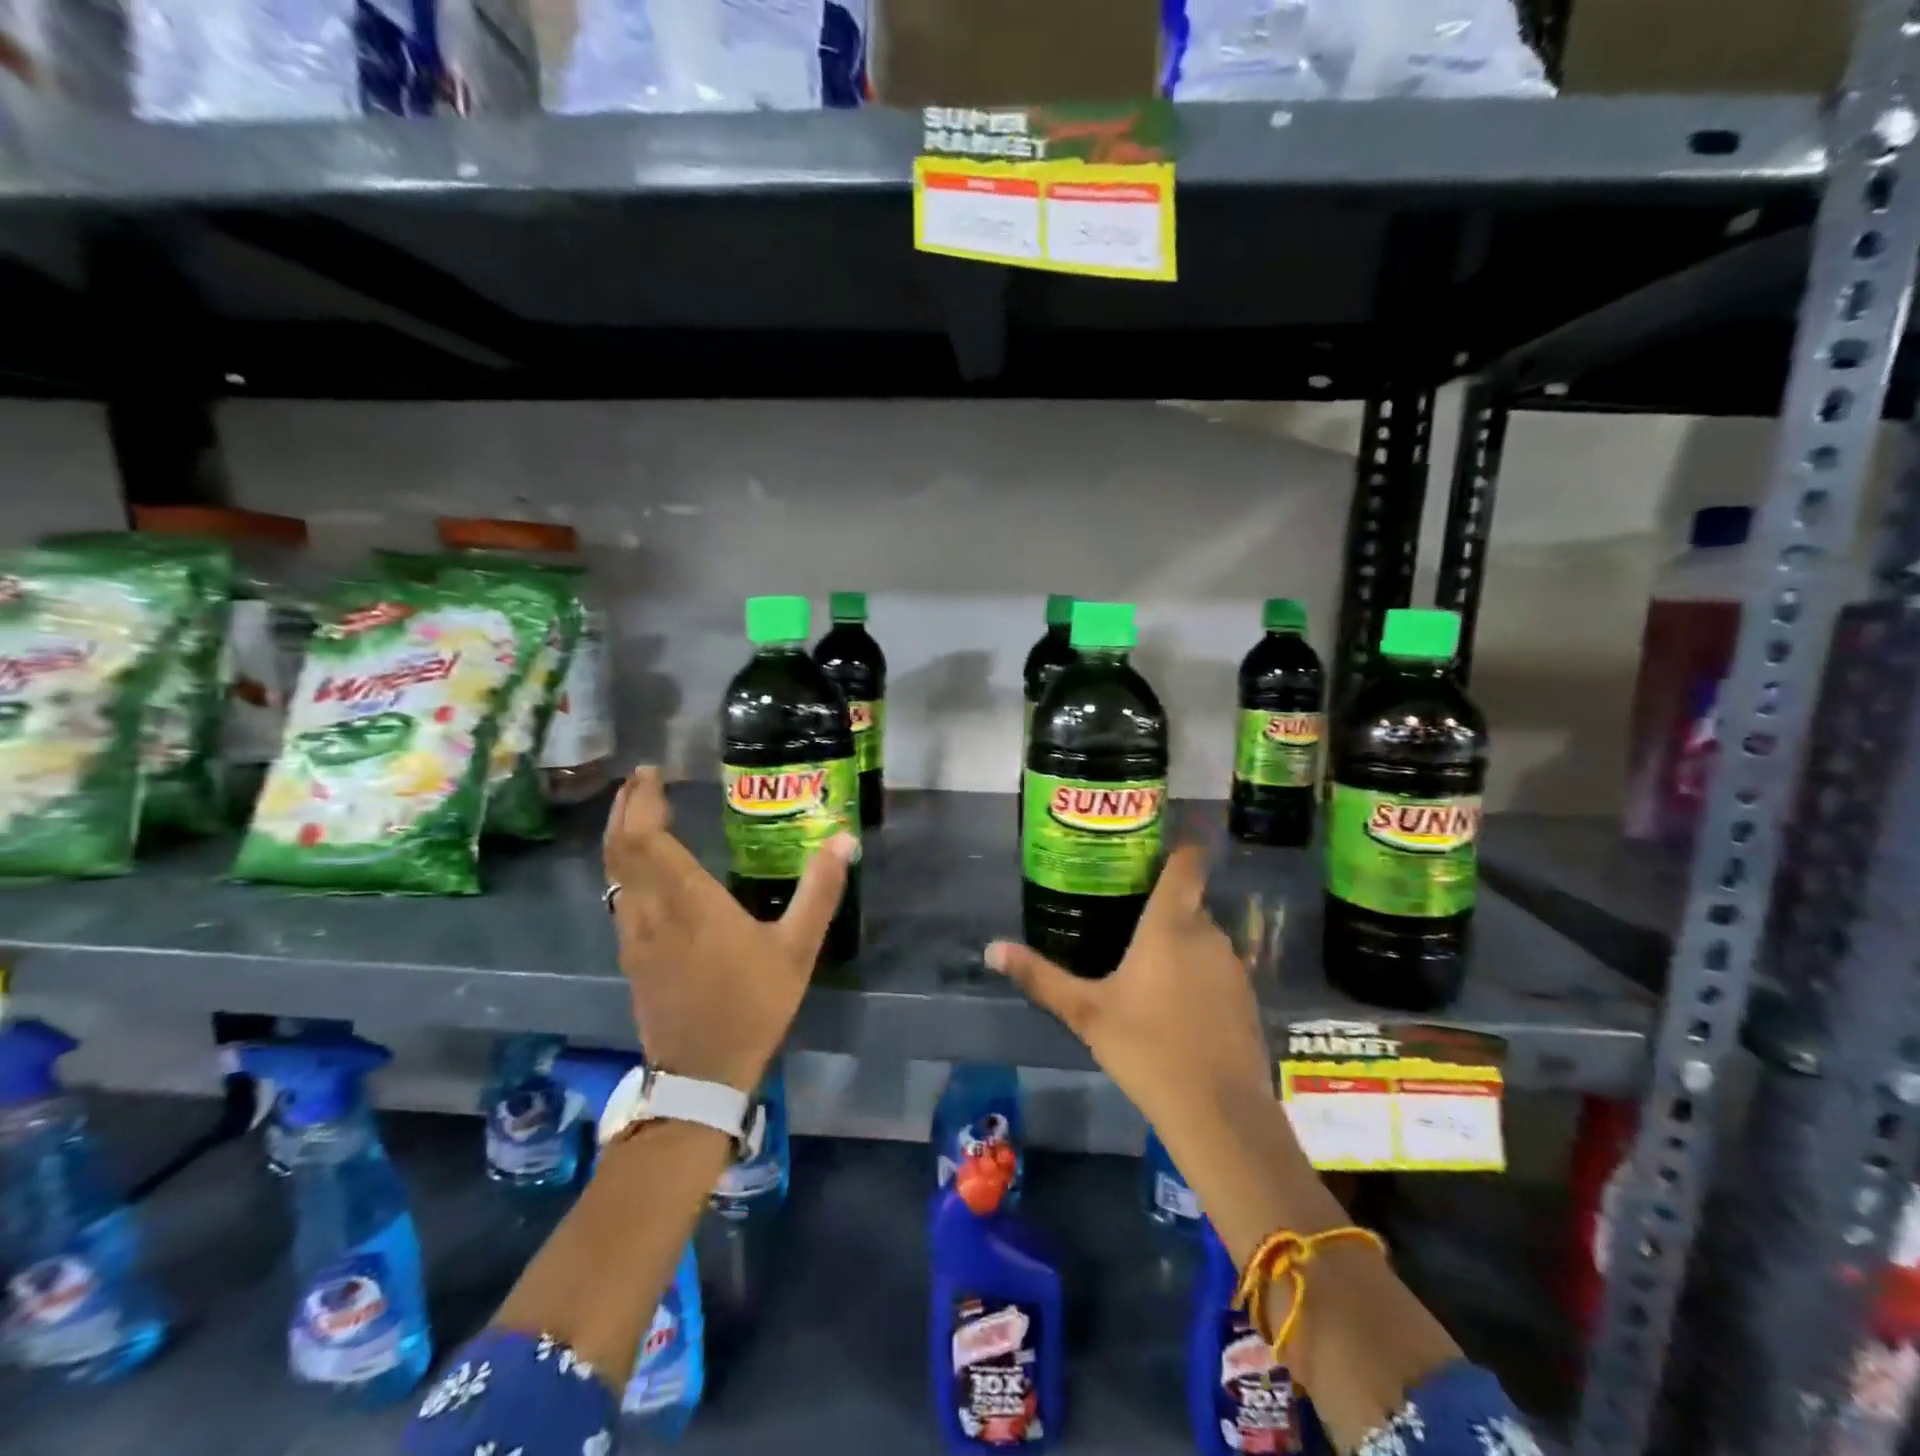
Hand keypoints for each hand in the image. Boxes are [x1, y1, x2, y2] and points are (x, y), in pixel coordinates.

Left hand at [603, 767, 855, 1091]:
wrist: (702, 1074)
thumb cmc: (752, 1005)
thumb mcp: (798, 947)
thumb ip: (820, 890)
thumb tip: (844, 838)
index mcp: (688, 902)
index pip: (645, 839)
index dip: (642, 801)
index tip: (652, 773)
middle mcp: (650, 912)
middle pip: (619, 849)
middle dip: (625, 809)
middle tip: (642, 781)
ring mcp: (633, 936)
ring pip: (612, 873)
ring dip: (620, 836)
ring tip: (640, 813)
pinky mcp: (631, 956)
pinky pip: (618, 896)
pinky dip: (624, 867)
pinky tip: (644, 868)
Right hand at [986, 845, 1272, 1136]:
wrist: (1219, 1112)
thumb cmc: (1146, 1048)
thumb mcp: (1085, 1012)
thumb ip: (1040, 976)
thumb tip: (992, 949)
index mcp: (1169, 925)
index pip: (1186, 864)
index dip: (1177, 850)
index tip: (1153, 851)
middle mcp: (1207, 934)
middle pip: (1190, 901)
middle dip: (1164, 905)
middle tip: (1127, 915)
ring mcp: (1233, 966)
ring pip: (1205, 936)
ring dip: (1182, 941)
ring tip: (1148, 961)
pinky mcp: (1247, 998)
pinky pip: (1218, 967)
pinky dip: (1200, 972)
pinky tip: (1177, 1002)